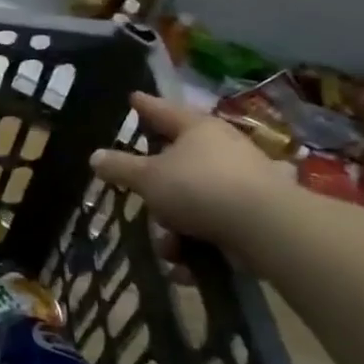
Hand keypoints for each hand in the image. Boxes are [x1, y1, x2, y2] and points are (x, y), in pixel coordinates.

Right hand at [91, 93, 284, 248]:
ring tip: (170, 251)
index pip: (162, 110)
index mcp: (197, 128)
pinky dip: (200, 244)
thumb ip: (120, 168)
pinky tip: (190, 265)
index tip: (133, 98)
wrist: (268, 228)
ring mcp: (243, 179)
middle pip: (176, 165)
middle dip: (157, 196)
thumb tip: (95, 156)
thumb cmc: (200, 188)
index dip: (144, 105)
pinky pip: (215, 224)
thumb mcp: (149, 178)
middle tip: (146, 209)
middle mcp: (222, 147)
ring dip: (176, 229)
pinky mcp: (257, 212)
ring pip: (193, 201)